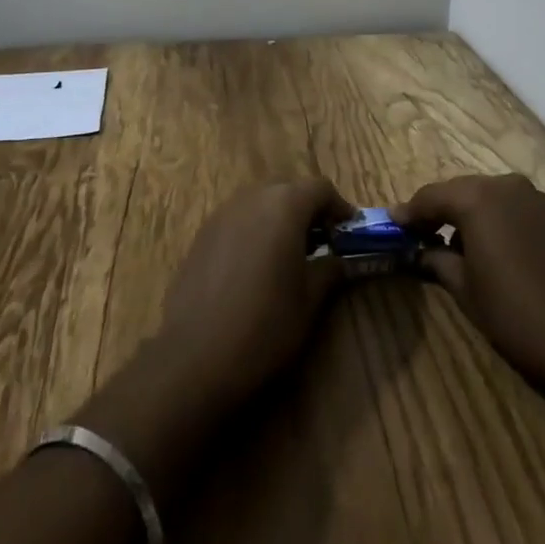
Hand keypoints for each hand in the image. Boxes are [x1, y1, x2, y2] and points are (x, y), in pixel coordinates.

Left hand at [155, 179, 353, 406]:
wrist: (195, 355)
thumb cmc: (265, 324)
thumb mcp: (309, 301)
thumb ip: (330, 270)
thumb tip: (340, 260)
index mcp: (284, 205)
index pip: (320, 188)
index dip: (339, 207)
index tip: (349, 233)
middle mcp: (253, 197)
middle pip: (289, 190)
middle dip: (308, 211)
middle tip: (323, 243)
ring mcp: (223, 213)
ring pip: (261, 203)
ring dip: (279, 219)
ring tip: (289, 256)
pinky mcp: (202, 234)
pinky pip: (238, 220)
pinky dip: (254, 232)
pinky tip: (255, 268)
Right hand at [395, 173, 544, 399]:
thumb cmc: (518, 316)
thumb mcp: (467, 291)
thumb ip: (438, 261)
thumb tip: (421, 251)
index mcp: (477, 199)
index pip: (431, 197)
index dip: (409, 213)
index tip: (393, 225)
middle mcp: (507, 186)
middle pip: (463, 192)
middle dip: (442, 212)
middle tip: (423, 235)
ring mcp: (538, 199)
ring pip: (493, 200)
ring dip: (474, 217)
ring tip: (462, 248)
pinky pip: (519, 212)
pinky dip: (503, 225)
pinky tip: (502, 254)